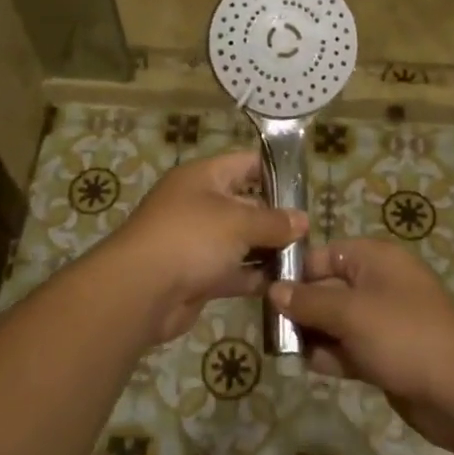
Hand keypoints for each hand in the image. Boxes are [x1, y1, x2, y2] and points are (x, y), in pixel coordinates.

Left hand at [102, 150, 306, 343]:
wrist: (140, 291)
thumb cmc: (191, 238)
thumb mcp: (238, 222)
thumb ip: (273, 221)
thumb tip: (302, 220)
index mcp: (204, 177)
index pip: (246, 163)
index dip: (276, 171)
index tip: (306, 188)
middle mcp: (200, 204)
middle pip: (247, 204)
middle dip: (278, 217)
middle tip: (313, 232)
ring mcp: (198, 241)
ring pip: (241, 241)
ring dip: (269, 250)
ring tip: (306, 260)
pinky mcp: (198, 275)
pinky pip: (233, 271)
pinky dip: (254, 277)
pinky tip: (284, 284)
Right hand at [270, 239, 453, 451]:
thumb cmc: (404, 335)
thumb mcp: (350, 313)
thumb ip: (309, 302)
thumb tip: (274, 290)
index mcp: (375, 259)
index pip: (324, 255)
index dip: (295, 271)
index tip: (263, 292)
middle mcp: (379, 284)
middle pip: (327, 288)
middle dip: (300, 307)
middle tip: (268, 326)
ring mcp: (384, 321)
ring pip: (336, 321)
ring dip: (313, 333)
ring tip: (283, 348)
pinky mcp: (386, 354)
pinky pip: (350, 348)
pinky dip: (331, 355)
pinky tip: (309, 365)